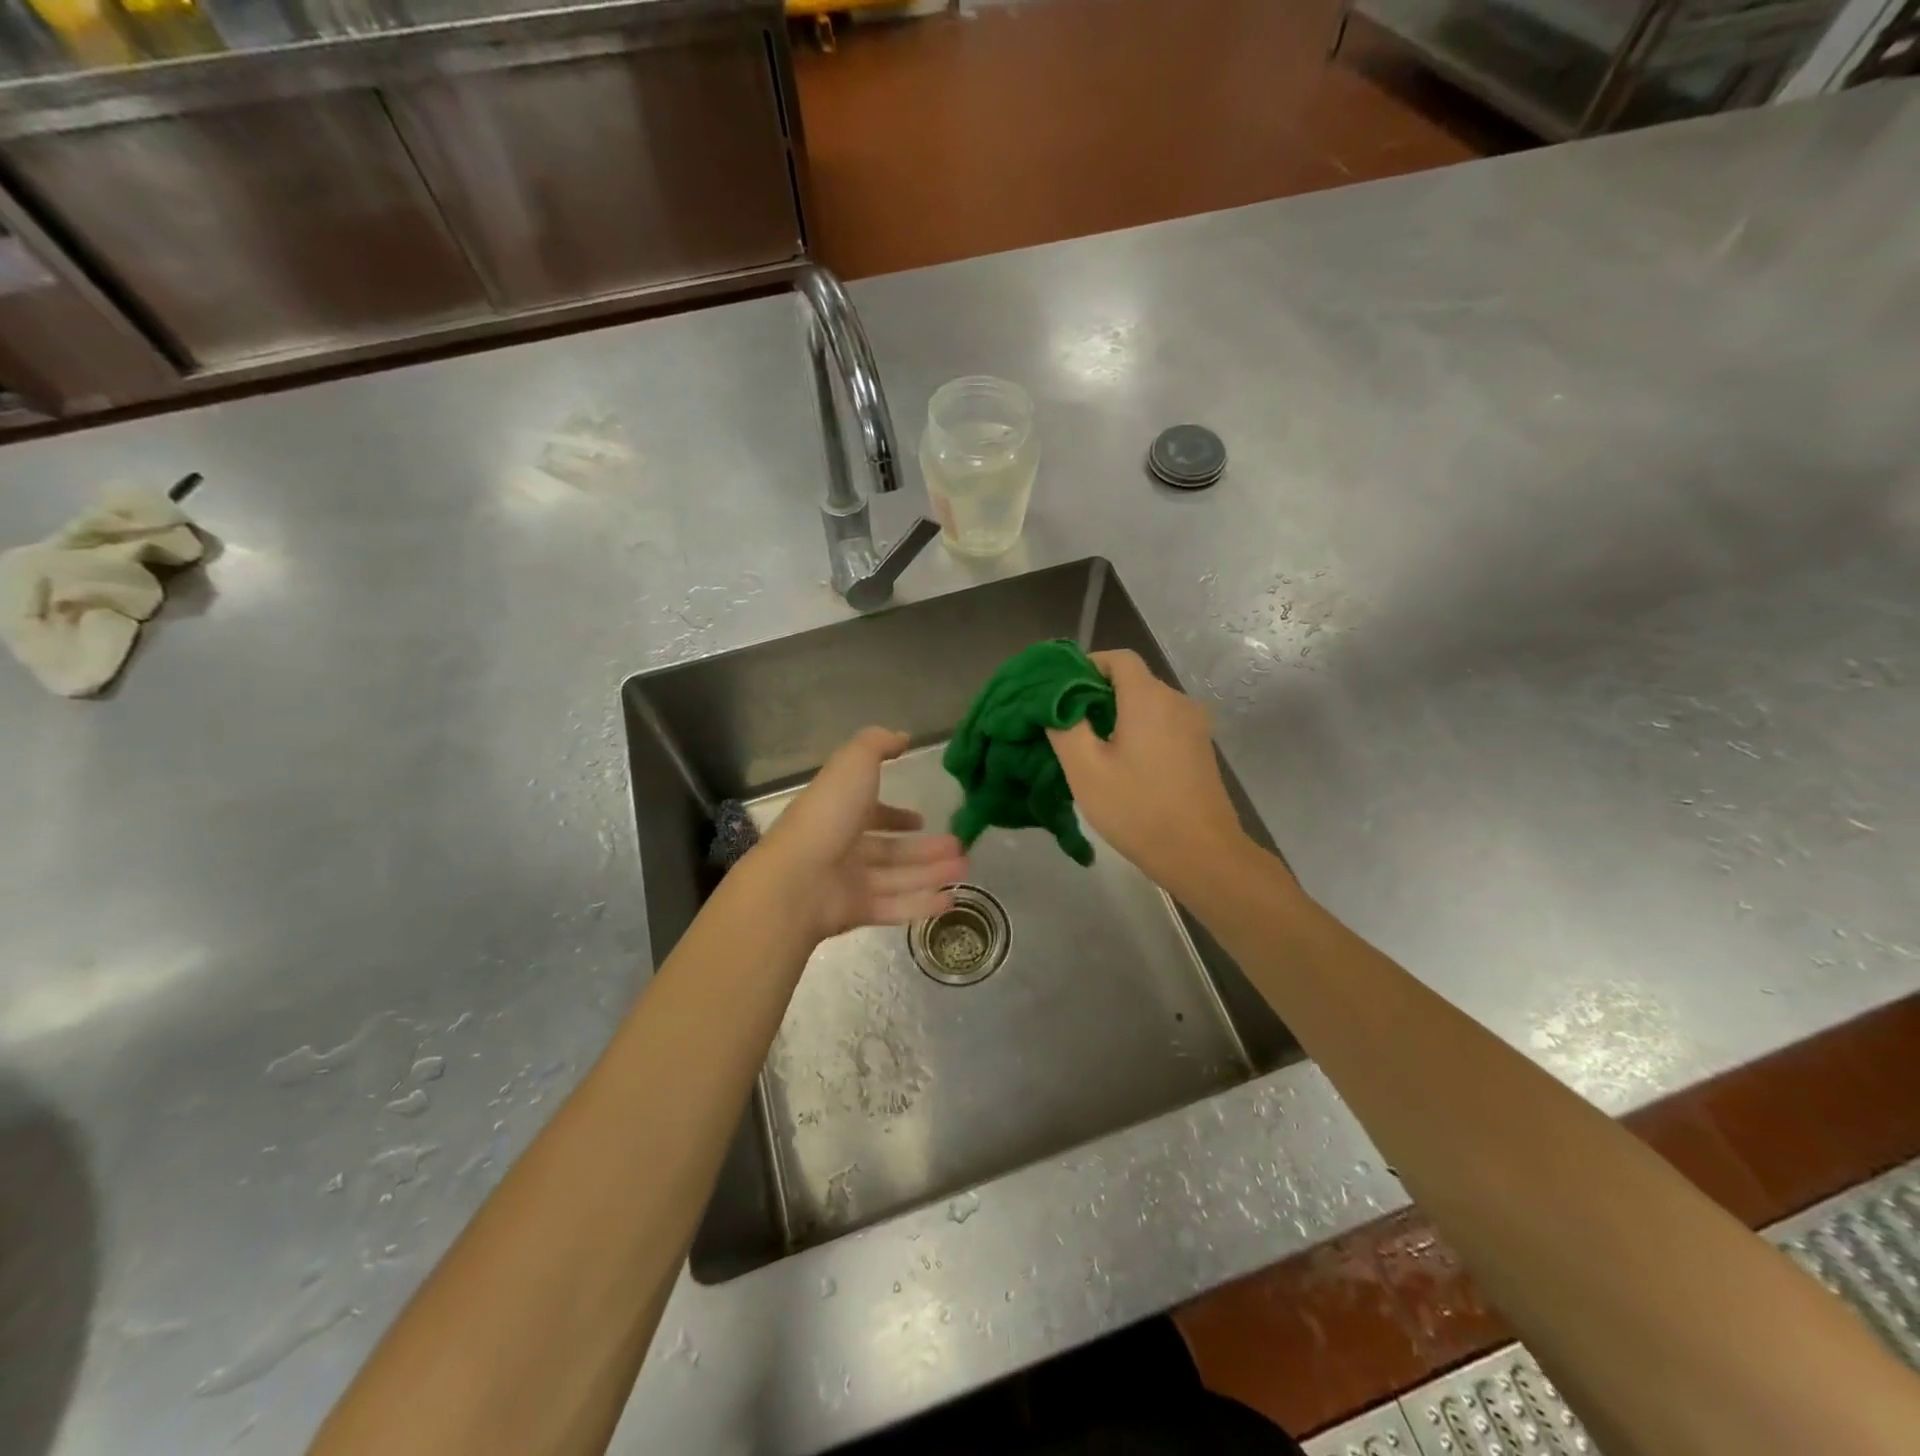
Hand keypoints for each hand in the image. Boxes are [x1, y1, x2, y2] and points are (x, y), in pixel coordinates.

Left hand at [752, 727, 968, 941]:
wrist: (796, 880)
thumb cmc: (827, 815)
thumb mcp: (854, 764)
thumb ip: (877, 745)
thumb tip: (902, 737)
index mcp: (838, 812)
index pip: (869, 813)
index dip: (894, 815)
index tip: (921, 820)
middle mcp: (842, 846)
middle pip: (890, 849)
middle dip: (924, 848)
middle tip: (959, 848)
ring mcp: (848, 882)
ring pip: (897, 877)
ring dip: (931, 873)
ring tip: (964, 868)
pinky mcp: (855, 912)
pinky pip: (894, 907)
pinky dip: (921, 904)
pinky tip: (950, 899)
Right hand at [1046, 650, 1251, 893]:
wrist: (1201, 854)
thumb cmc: (1137, 809)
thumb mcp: (1085, 769)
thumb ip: (1064, 726)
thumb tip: (1054, 702)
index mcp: (1149, 698)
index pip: (1116, 657)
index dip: (1085, 666)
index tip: (1059, 693)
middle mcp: (1177, 701)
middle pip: (1132, 680)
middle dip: (1096, 695)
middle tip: (1066, 726)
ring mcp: (1194, 725)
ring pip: (1147, 704)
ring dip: (1117, 716)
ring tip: (1090, 748)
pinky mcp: (1200, 748)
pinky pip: (1162, 725)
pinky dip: (1138, 732)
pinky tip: (1121, 764)